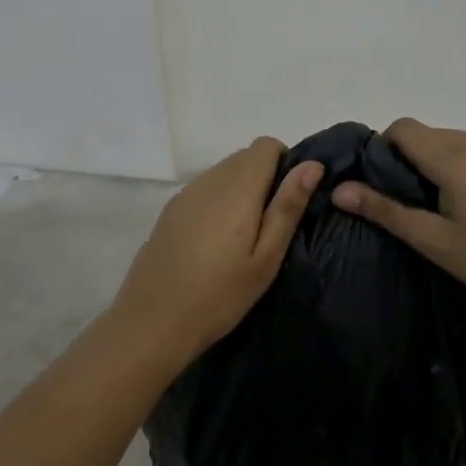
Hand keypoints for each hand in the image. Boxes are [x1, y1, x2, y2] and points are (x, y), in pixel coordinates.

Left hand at [110, 138, 323, 368]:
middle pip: (245, 157)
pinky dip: (218, 202)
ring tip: (243, 238)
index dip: (285, 164)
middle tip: (270, 227)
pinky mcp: (170, 209)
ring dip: (241, 190)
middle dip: (265, 179)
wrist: (153, 321)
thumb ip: (287, 206)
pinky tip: (215, 242)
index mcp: (237, 187)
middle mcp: (210, 179)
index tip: (288, 202)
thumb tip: (312, 165)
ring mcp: (186, 193)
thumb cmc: (220, 295)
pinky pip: (204, 190)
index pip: (266, 145)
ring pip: (224, 172)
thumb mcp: (266, 257)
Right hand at [332, 118, 465, 321]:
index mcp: (452, 156)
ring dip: (436, 164)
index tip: (384, 185)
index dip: (383, 149)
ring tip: (443, 210)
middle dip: (408, 160)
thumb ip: (386, 211)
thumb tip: (339, 190)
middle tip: (410, 205)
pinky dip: (462, 168)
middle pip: (426, 134)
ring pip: (451, 142)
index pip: (402, 127)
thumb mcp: (435, 241)